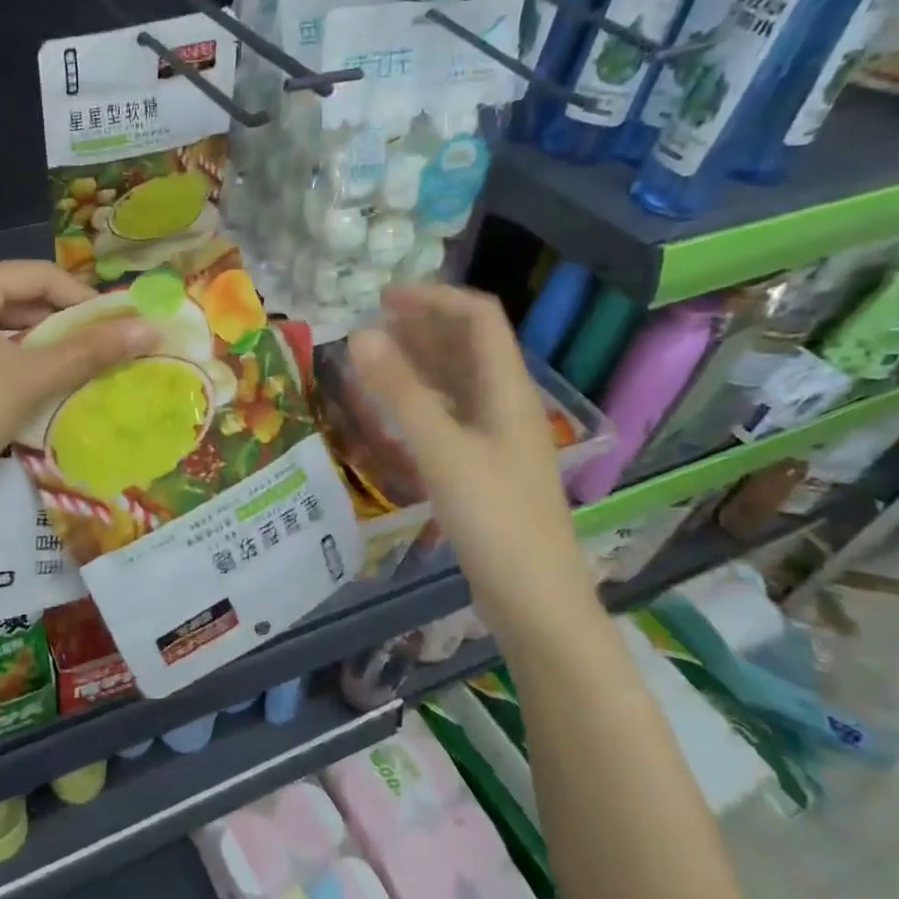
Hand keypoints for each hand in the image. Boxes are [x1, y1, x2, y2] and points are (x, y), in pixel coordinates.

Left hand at [0, 259, 154, 516]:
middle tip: (103, 349)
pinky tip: (32, 375)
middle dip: (61, 323)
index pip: (38, 276)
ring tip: (76, 365)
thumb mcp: (31, 379)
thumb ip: (90, 350)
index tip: (123, 326)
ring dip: (37, 340)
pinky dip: (7, 352)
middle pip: (16, 294)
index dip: (86, 300)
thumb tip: (149, 327)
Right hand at [348, 283, 597, 637]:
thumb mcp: (444, 452)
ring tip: (373, 355)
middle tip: (370, 323)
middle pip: (469, 346)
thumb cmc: (495, 521)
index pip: (479, 318)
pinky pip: (449, 415)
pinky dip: (420, 399)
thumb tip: (362, 333)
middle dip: (423, 325)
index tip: (383, 298)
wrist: (536, 601)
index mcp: (508, 391)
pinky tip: (392, 409)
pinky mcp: (483, 467)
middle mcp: (506, 405)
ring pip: (458, 381)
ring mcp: (496, 438)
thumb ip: (402, 393)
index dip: (434, 298)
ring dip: (419, 360)